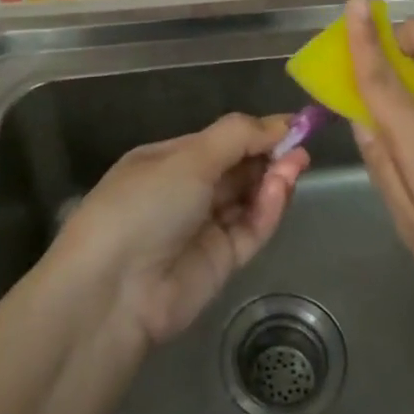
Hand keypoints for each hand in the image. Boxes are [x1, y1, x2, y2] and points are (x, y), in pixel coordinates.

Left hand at [52, 114, 309, 347]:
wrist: (113, 290)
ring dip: (272, 180)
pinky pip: (250, 230)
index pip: (220, 142)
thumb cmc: (144, 205)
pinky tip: (281, 190)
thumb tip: (280, 123)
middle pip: (237, 169)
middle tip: (300, 144)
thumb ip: (237, 137)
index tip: (292, 124)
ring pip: (248, 198)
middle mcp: (185, 192)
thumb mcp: (188, 158)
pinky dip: (267, 210)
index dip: (255, 132)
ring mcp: (203, 228)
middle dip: (268, 154)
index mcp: (167, 162)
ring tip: (297, 163)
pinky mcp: (221, 262)